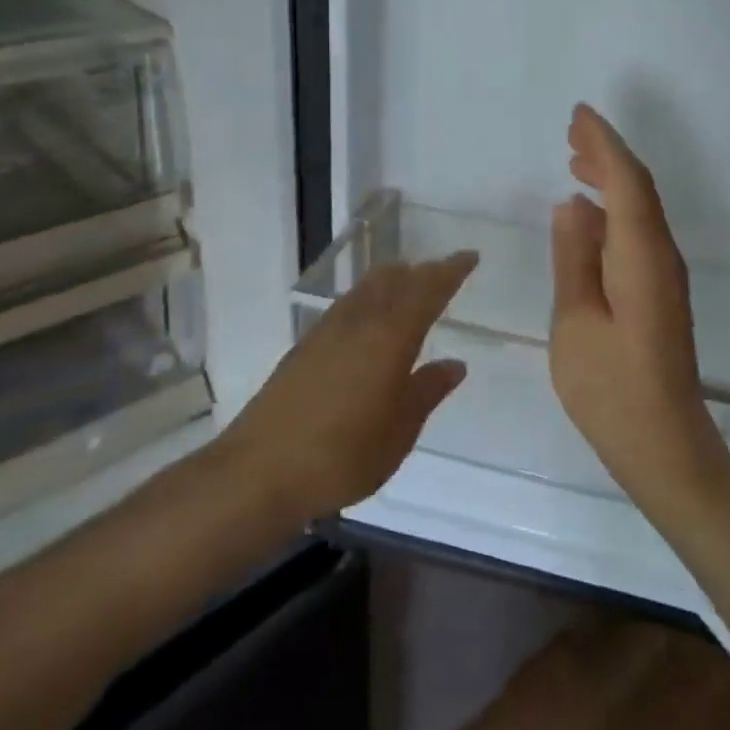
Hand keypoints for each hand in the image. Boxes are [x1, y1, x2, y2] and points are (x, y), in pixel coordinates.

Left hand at [223, 252, 477, 520]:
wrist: (259, 472)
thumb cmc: (342, 455)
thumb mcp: (399, 431)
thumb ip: (427, 391)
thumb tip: (455, 364)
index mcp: (390, 337)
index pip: (427, 291)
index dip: (450, 272)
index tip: (469, 256)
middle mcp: (359, 323)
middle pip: (395, 281)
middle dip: (422, 272)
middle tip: (443, 271)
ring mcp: (326, 332)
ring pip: (367, 288)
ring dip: (393, 280)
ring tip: (409, 282)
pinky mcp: (304, 347)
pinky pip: (347, 304)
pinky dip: (368, 297)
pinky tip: (367, 316)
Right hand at [549, 104, 729, 503]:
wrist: (663, 443)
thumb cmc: (610, 389)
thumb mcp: (575, 322)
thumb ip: (573, 258)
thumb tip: (572, 204)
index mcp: (641, 257)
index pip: (627, 181)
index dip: (604, 143)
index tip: (579, 114)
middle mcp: (661, 256)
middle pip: (638, 188)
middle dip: (607, 153)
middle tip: (571, 130)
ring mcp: (665, 275)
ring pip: (640, 210)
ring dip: (611, 179)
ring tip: (575, 160)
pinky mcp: (660, 293)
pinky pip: (638, 233)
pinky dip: (615, 210)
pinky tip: (589, 215)